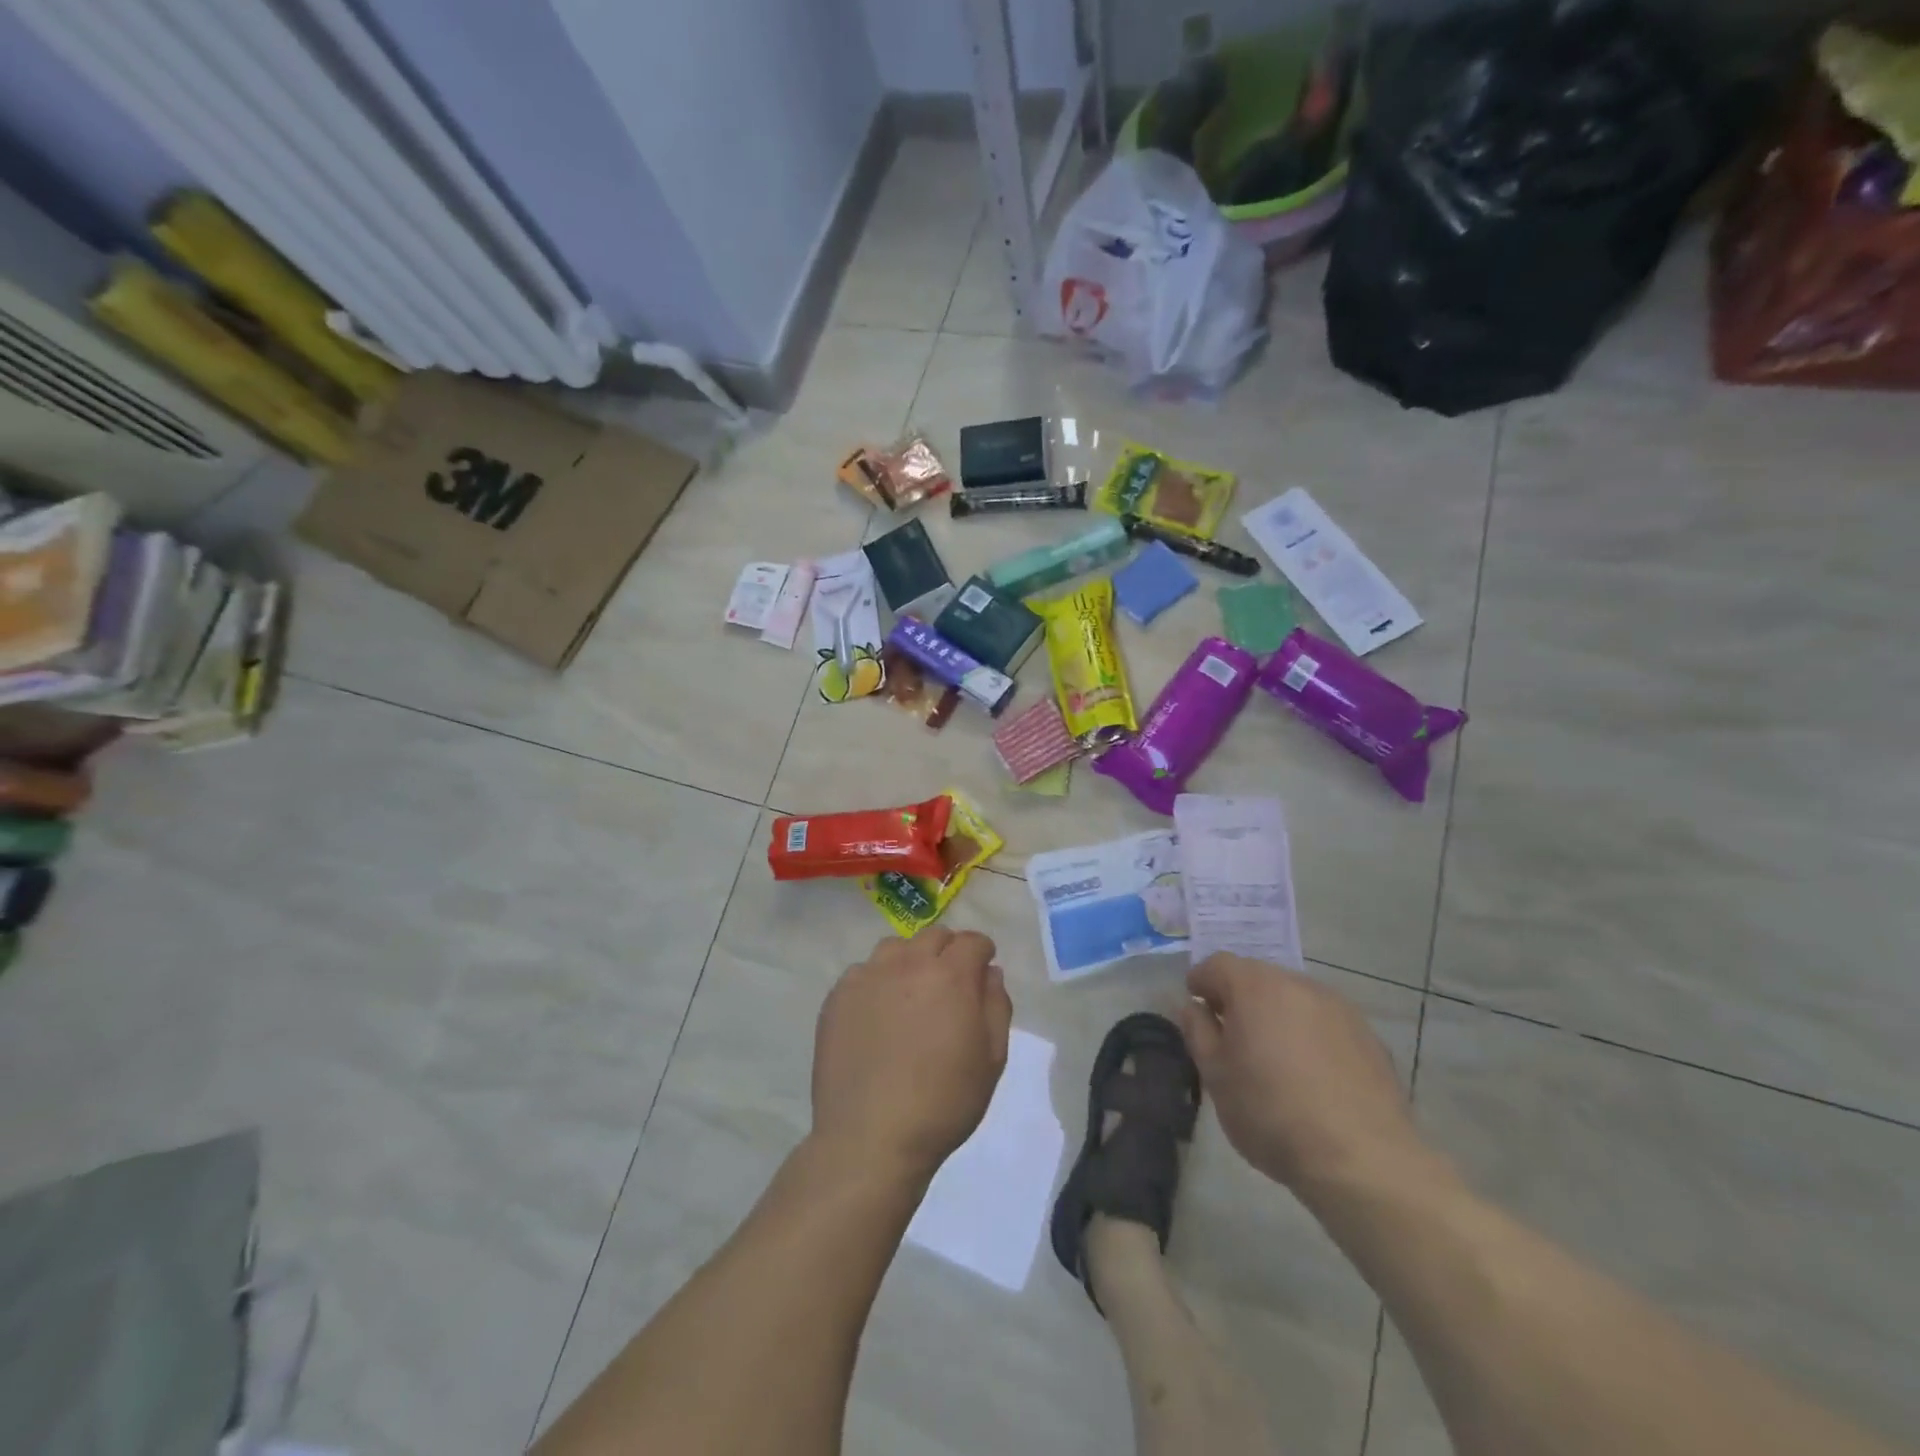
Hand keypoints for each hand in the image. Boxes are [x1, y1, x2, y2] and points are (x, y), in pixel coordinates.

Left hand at [812, 928, 1012, 1183]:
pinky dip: (876, 982)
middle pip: (934, 936)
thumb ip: (996, 1005)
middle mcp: (908, 964)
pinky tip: (878, 1015)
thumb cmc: (943, 1103)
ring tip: (911, 994)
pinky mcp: (838, 997)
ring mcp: (867, 977)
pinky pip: (863, 972)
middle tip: (950, 985)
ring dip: (910, 960)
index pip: (972, 941)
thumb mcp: (991, 1059)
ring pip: (895, 948)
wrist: (870, 1138)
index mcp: (950, 976)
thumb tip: (988, 972)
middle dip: (948, 951)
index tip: (982, 971)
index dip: (982, 953)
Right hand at [1179, 954, 1432, 1203]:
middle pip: (1258, 977)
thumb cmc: (1271, 1113)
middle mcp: (1298, 984)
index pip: (1218, 965)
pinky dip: (1310, 1035)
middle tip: (1230, 1034)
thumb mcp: (1215, 1076)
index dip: (1201, 981)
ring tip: (1272, 1056)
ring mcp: (1340, 1008)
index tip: (1194, 1006)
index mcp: (1256, 987)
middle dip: (1239, 998)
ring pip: (1294, 999)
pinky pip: (1325, 1023)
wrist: (1362, 1160)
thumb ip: (1198, 1031)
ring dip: (1276, 1015)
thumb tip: (1193, 1007)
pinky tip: (1310, 1075)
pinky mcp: (1369, 1037)